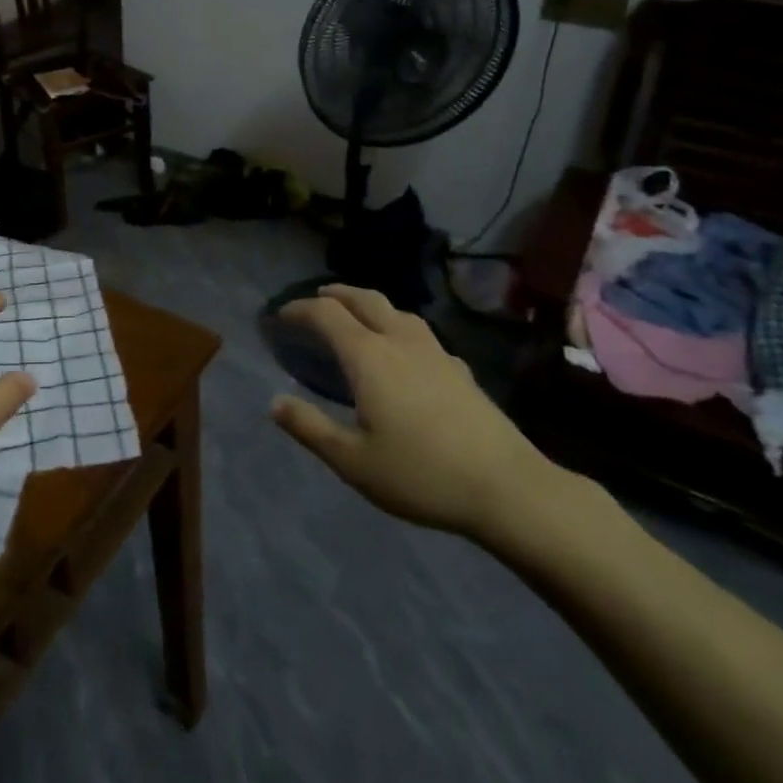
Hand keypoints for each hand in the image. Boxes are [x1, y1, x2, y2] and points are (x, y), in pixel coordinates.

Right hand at [271, 284, 559, 543]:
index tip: (280, 316)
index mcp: (368, 356)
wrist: (507, 488)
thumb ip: (310, 428)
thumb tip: (275, 402)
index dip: (299, 309)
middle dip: (335, 293)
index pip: (326, 314)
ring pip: (397, 310)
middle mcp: (399, 341)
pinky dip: (399, 327)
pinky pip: (421, 333)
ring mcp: (435, 352)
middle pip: (364, 299)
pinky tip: (406, 351)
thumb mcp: (353, 461)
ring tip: (357, 315)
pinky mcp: (460, 369)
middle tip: (317, 298)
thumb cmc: (421, 473)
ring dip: (369, 304)